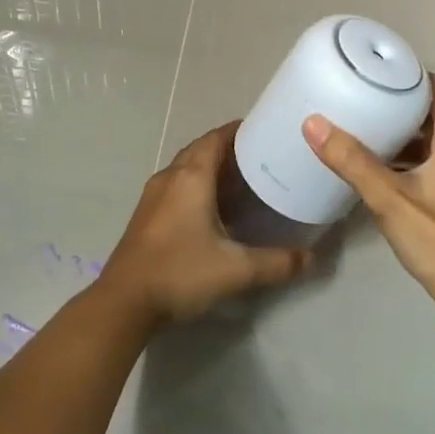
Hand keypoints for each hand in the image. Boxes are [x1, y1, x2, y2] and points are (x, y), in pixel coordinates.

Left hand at [100, 123, 311, 324]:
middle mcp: (170, 177)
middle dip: (228, 150)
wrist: (123, 303)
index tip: (264, 131)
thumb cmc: (180, 273)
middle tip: (260, 159)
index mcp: (191, 177)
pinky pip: (176, 186)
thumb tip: (311, 258)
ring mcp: (153, 196)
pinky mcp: (146, 215)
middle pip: (201, 150)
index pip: (216, 138)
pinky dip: (197, 186)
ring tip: (242, 182)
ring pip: (187, 169)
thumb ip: (277, 263)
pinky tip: (213, 210)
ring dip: (211, 169)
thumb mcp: (236, 270)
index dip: (239, 130)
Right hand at [303, 76, 434, 317]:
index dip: (409, 78)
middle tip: (364, 103)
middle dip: (402, 107)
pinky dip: (419, 158)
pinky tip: (388, 170)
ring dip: (409, 136)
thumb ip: (351, 160)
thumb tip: (313, 123)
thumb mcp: (388, 197)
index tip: (377, 76)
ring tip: (370, 133)